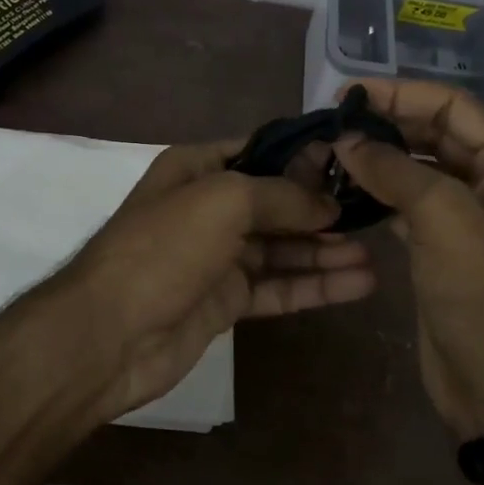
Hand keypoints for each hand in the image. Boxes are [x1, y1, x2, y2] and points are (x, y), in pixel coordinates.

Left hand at [57, 141, 375, 422]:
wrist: (110, 334)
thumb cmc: (164, 249)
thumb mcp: (223, 200)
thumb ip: (281, 194)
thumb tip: (329, 203)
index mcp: (198, 168)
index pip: (260, 150)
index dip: (304, 155)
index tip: (353, 161)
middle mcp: (209, 207)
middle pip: (276, 202)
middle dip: (321, 208)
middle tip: (374, 213)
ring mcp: (218, 257)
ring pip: (282, 248)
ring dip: (325, 251)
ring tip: (374, 254)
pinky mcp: (227, 301)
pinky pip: (278, 286)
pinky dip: (314, 285)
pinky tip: (356, 284)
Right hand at [333, 82, 483, 441]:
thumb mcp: (442, 216)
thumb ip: (392, 169)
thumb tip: (346, 138)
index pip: (454, 106)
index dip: (402, 94)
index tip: (349, 93)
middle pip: (436, 134)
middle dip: (387, 125)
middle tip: (334, 123)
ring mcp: (472, 214)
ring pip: (420, 169)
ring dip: (380, 159)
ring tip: (332, 152)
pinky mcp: (446, 244)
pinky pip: (410, 203)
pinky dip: (380, 193)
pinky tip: (345, 189)